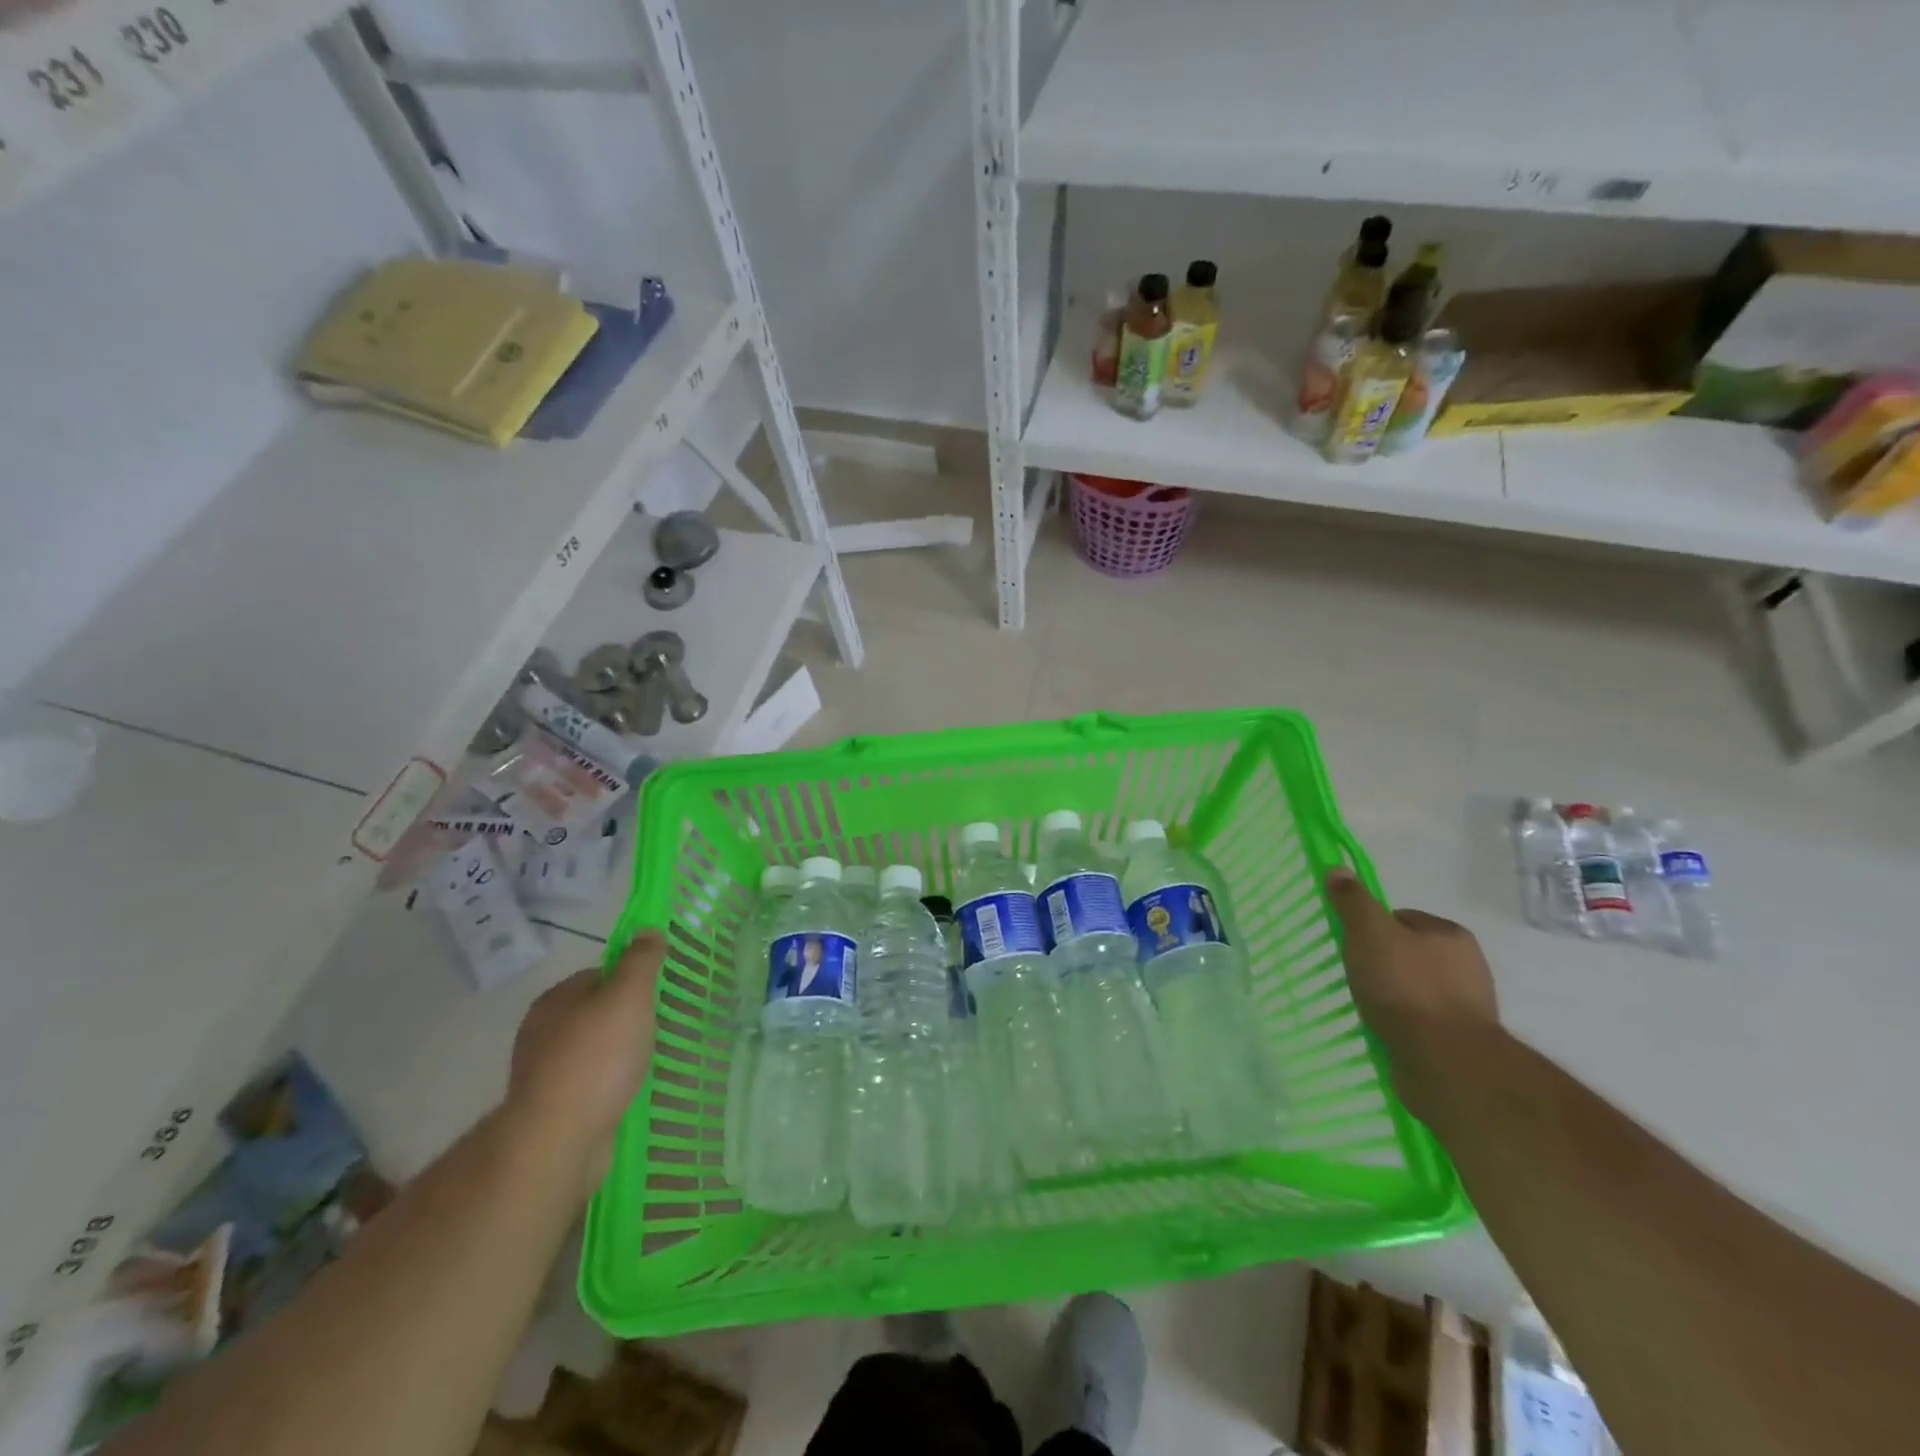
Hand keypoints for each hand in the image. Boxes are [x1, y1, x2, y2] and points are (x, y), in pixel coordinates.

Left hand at [507, 929, 662, 1197]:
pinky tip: (631, 1091)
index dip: (632, 980)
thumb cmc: (596, 1058)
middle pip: (597, 1012)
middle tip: (660, 1028)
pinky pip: (591, 1084)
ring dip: (620, 1054)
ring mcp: (544, 1072)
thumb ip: (641, 961)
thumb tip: (648, 930)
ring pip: (594, 1050)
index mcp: (555, 999)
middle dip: (627, 1019)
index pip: (600, 975)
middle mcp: (542, 1031)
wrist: (558, 1140)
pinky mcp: (553, 1108)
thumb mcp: (629, 996)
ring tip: (651, 1062)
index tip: (658, 995)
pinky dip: (611, 1084)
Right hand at [1325, 868, 1497, 1108]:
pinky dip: (1403, 1024)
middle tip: (1356, 977)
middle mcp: (1468, 965)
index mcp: (1451, 934)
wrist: (1446, 1061)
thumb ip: (1353, 901)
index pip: (1401, 919)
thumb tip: (1338, 868)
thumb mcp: (1369, 933)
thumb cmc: (1406, 987)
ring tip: (1367, 1009)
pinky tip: (1385, 1031)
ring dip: (1392, 997)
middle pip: (1409, 953)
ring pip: (1415, 989)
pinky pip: (1422, 1022)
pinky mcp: (1462, 1042)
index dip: (1371, 929)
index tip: (1352, 947)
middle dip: (1383, 964)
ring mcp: (1468, 1006)